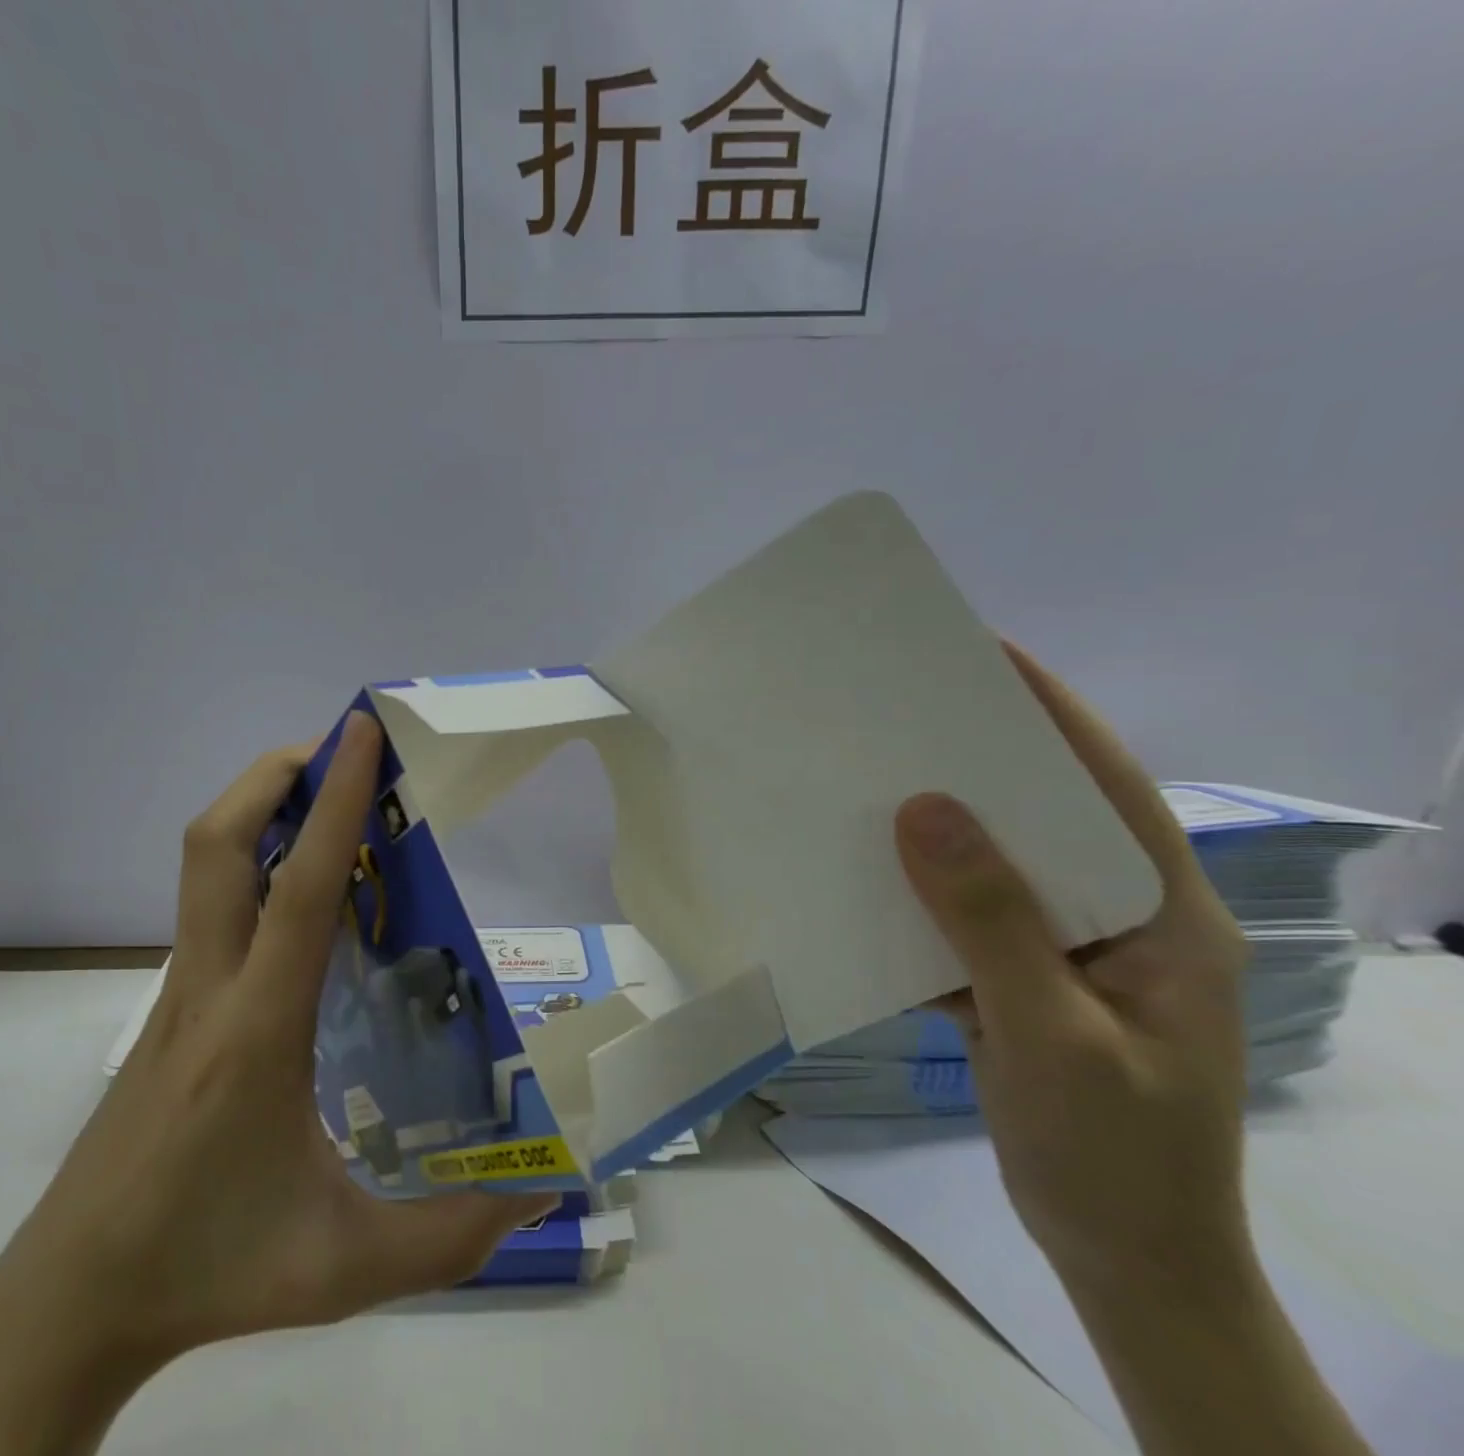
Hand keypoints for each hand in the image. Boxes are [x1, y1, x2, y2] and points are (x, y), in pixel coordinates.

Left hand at [0, 713, 550, 1453]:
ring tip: (330, 802)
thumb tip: (538, 1201)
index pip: (299, 889)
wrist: (68, 1302)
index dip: (335, 801)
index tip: (360, 731)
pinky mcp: (170, 1007)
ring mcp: (180, 992)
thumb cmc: (206, 1269)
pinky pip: (212, 905)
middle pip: (219, 843)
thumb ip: (447, 1239)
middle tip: (340, 751)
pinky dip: (256, 862)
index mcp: (256, 1029)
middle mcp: (210, 987)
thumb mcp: (338, 1267)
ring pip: (205, 866)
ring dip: (261, 809)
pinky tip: (306, 895)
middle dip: (275, 775)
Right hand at [894, 647, 1252, 1296]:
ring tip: (874, 778)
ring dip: (940, 828)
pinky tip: (867, 874)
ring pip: (997, 868)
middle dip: (982, 761)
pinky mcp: (1021, 981)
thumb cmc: (1114, 1152)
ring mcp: (1068, 952)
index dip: (1057, 716)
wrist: (1123, 1259)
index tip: (992, 657)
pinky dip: (919, 893)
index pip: (1111, 790)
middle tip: (907, 711)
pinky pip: (964, 917)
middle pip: (1048, 818)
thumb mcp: (1054, 1033)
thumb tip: (924, 808)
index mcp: (1164, 916)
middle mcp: (1119, 918)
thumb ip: (992, 921)